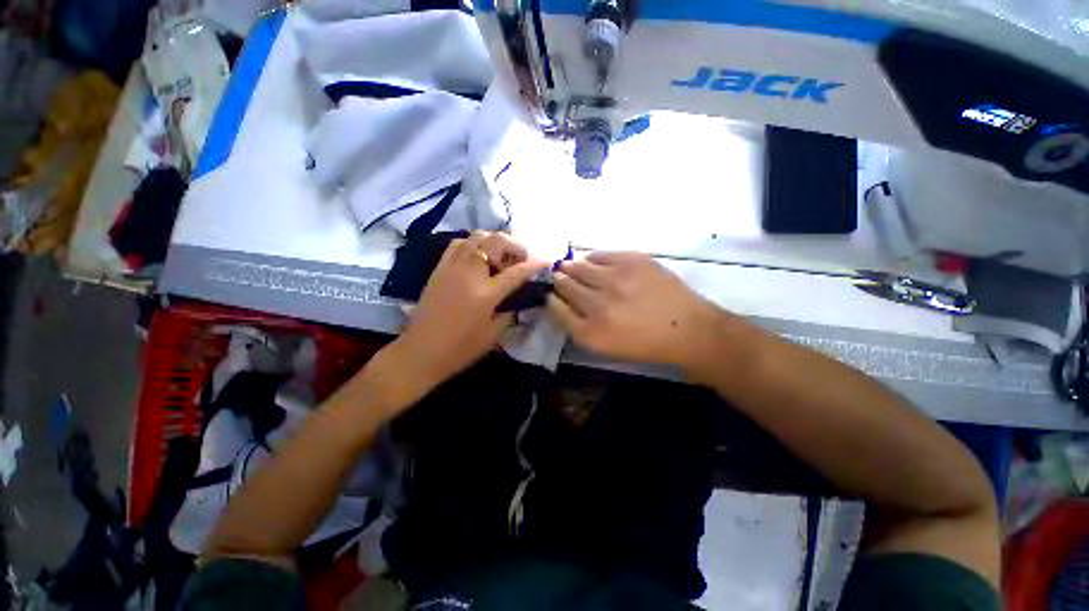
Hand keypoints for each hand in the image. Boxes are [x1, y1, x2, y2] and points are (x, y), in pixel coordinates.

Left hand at [381, 232, 546, 402]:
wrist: (419, 352)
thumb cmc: (459, 349)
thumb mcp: (492, 335)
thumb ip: (509, 314)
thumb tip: (518, 302)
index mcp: (486, 294)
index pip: (516, 272)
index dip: (535, 264)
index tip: (546, 260)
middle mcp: (470, 274)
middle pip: (495, 242)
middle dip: (514, 245)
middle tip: (521, 257)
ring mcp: (452, 267)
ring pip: (476, 237)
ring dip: (494, 241)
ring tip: (500, 256)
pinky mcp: (439, 269)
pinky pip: (458, 244)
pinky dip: (473, 243)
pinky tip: (478, 256)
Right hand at [547, 252, 726, 372]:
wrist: (686, 328)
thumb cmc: (642, 342)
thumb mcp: (603, 346)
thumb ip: (575, 326)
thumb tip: (556, 300)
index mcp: (590, 331)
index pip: (555, 307)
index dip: (551, 297)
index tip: (551, 293)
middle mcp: (598, 304)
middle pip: (564, 284)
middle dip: (558, 279)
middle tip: (559, 276)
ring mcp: (615, 279)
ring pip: (578, 266)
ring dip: (571, 267)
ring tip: (571, 267)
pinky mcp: (632, 260)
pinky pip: (599, 254)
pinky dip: (592, 259)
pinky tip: (594, 263)